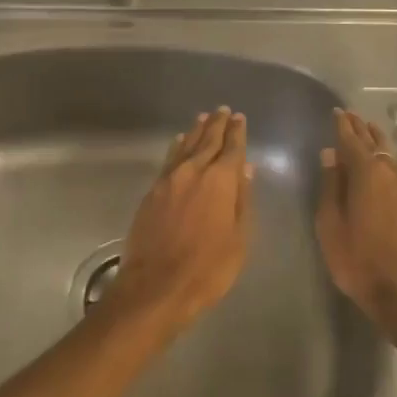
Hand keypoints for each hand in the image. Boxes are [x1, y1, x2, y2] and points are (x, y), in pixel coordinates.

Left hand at [104, 107, 253, 333]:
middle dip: (217, 125)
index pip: (231, 148)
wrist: (156, 286)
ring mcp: (169, 180)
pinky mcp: (152, 192)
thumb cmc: (208, 268)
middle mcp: (193, 172)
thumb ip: (242, 200)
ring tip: (203, 118)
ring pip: (185, 146)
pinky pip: (168, 160)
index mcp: (220, 181)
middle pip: (207, 141)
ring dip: (196, 131)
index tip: (240, 118)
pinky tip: (179, 143)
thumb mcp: (239, 238)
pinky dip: (177, 147)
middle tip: (223, 111)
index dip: (237, 132)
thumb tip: (245, 168)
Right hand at [315, 108, 396, 321]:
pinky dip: (389, 162)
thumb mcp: (330, 225)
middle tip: (350, 116)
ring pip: (391, 156)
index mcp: (366, 173)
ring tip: (368, 133)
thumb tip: (330, 155)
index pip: (351, 140)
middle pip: (374, 143)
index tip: (336, 112)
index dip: (342, 125)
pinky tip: (387, 167)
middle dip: (361, 128)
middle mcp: (391, 173)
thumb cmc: (359, 261)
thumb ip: (330, 186)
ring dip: (378, 142)